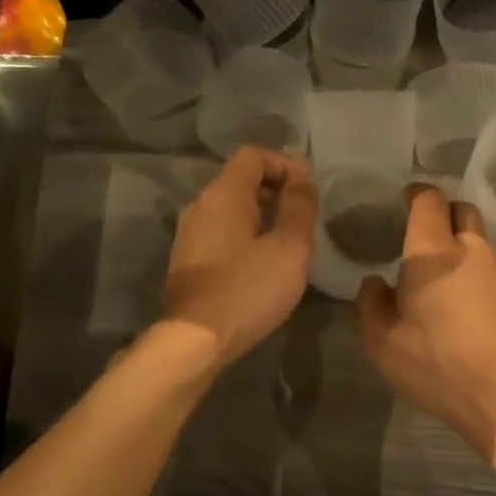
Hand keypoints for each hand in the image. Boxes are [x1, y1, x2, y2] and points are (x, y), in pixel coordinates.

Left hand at [161, 147, 317, 366]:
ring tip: (287, 240)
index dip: (285, 164)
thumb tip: (302, 177)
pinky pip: (220, 231)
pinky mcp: (186, 260)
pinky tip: (261, 262)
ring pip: (230, 208)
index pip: (253, 155)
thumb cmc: (248, 288)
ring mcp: (188, 233)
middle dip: (275, 189)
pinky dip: (244, 234)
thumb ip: (300, 205)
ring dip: (261, 214)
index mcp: (224, 193)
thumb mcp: (290, 246)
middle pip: (240, 179)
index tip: (309, 190)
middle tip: (303, 216)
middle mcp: (200, 205)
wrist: (195, 340)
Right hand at [356, 184, 495, 455]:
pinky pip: (488, 267)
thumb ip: (371, 304)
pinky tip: (459, 302)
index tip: (403, 199)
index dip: (415, 193)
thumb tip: (376, 282)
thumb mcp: (382, 341)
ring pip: (477, 239)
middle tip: (419, 231)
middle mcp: (470, 250)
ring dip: (457, 243)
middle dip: (441, 211)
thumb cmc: (437, 364)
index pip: (429, 200)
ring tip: (436, 274)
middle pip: (462, 209)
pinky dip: (471, 269)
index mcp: (433, 252)